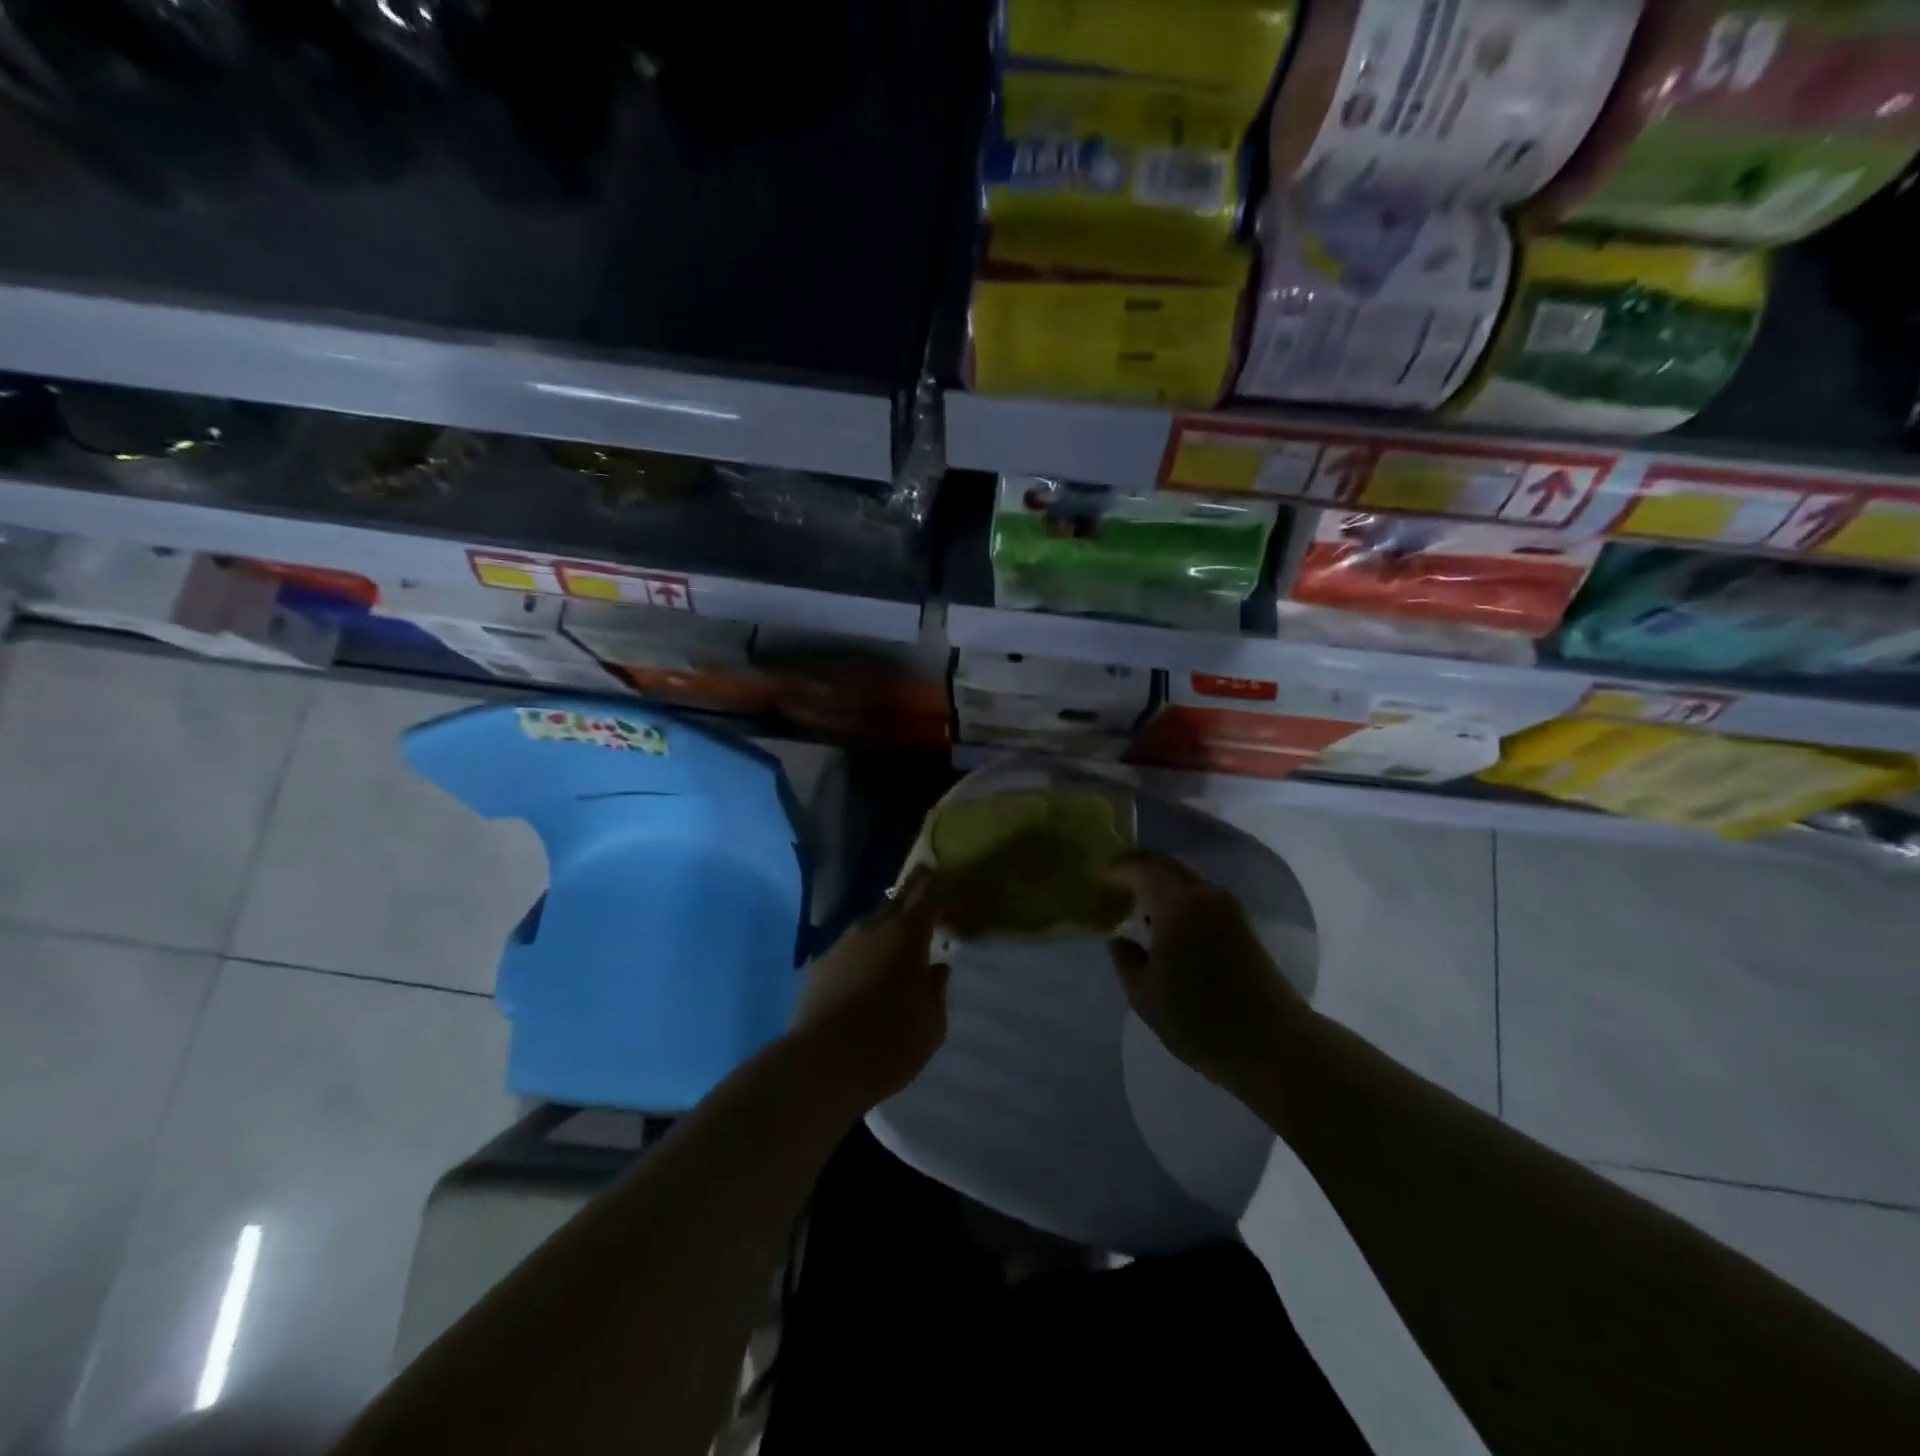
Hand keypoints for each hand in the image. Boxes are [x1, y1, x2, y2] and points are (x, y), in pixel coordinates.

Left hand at [788, 869, 950, 1110]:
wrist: (823, 1064)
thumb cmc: (891, 1043)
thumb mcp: (932, 1024)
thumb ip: (936, 990)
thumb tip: (936, 969)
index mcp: (908, 935)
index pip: (926, 895)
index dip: (935, 885)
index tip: (939, 875)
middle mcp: (873, 929)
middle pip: (895, 902)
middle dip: (910, 898)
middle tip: (921, 901)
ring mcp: (841, 945)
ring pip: (868, 926)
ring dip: (882, 930)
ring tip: (891, 948)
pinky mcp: (818, 966)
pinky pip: (847, 951)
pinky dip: (859, 956)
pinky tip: (861, 977)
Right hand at [1105, 852, 1306, 1089]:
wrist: (1274, 1044)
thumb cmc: (1200, 1019)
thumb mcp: (1145, 996)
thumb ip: (1126, 961)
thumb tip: (1121, 941)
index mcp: (1178, 904)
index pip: (1142, 866)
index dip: (1117, 870)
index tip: (1100, 883)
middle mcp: (1205, 895)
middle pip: (1167, 865)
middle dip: (1139, 870)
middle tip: (1116, 890)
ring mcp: (1229, 909)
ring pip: (1187, 881)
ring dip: (1161, 886)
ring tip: (1140, 912)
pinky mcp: (1243, 926)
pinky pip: (1202, 898)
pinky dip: (1179, 901)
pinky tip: (1169, 930)